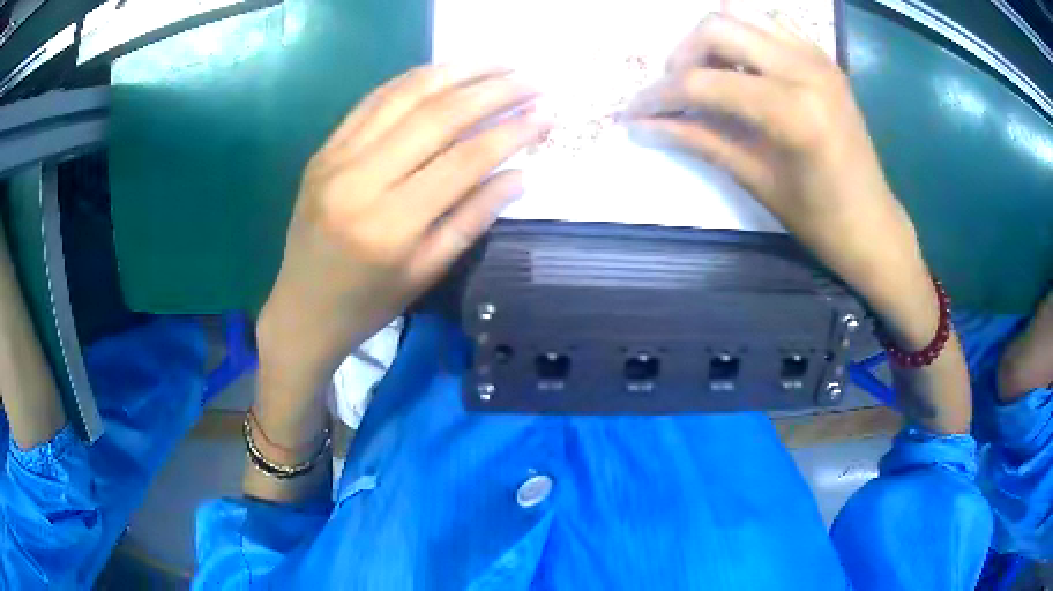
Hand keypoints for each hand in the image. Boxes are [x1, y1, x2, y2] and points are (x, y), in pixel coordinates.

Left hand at [257, 65, 549, 398]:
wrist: (302, 308)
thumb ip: (473, 218)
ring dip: (456, 71)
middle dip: (492, 91)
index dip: (510, 132)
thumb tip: (520, 173)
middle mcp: (360, 180)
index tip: (545, 114)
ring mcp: (335, 158)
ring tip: (497, 62)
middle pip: (437, 117)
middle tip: (530, 79)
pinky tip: (445, 71)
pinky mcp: (324, 149)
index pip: (463, 160)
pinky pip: (373, 101)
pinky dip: (413, 80)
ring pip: (404, 96)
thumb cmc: (369, 303)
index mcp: (391, 225)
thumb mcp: (427, 272)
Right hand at [625, 13, 933, 343]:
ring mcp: (817, 57)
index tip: (633, 112)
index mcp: (792, 110)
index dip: (659, 96)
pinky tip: (741, 66)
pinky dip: (745, 35)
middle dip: (682, 56)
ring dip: (711, 40)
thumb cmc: (820, 220)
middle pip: (716, 27)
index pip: (703, 82)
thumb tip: (642, 126)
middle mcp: (805, 68)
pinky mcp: (824, 58)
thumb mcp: (756, 180)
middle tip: (675, 92)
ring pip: (741, 15)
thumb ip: (699, 141)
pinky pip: (771, 23)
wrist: (874, 224)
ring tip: (707, 75)